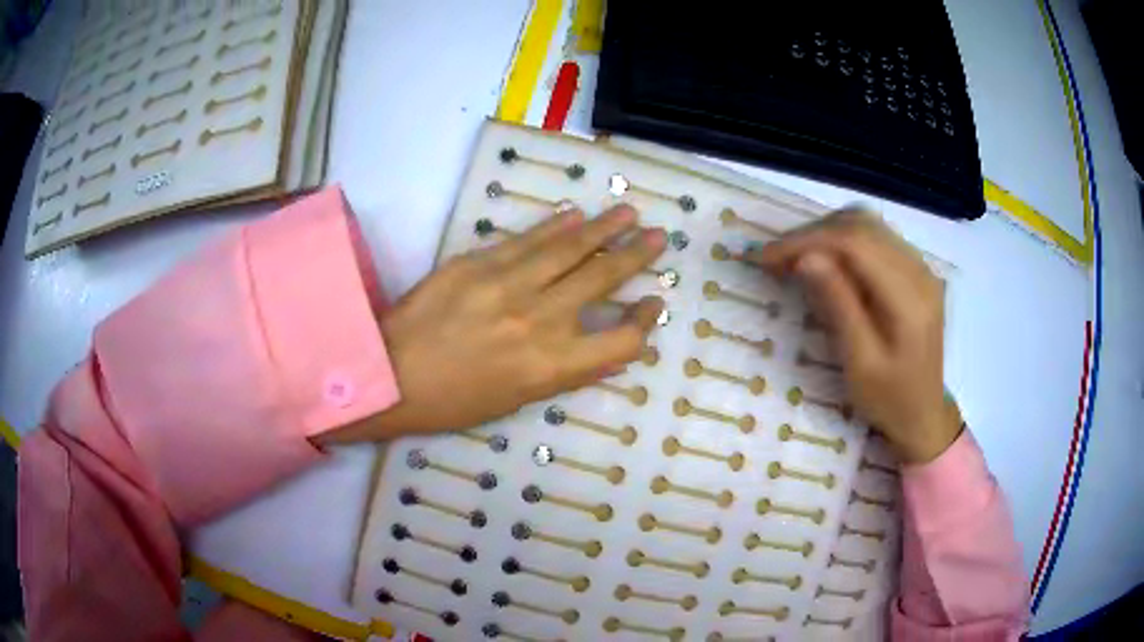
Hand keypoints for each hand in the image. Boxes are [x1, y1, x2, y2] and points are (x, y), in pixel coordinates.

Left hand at [318, 205, 665, 443]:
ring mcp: (508, 284)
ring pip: (570, 248)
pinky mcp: (478, 262)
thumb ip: (562, 370)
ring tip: (628, 212)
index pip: (622, 340)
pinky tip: (574, 216)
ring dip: (604, 228)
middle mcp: (540, 320)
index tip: (654, 303)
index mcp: (551, 366)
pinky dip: (554, 227)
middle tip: (659, 237)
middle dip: (636, 256)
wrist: (389, 375)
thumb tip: (597, 345)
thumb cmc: (452, 403)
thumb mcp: (516, 400)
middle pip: (602, 279)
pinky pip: (526, 239)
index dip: (646, 320)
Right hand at [750, 210, 961, 462]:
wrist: (924, 412)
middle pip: (861, 225)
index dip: (807, 241)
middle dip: (813, 233)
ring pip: (867, 225)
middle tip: (775, 257)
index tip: (767, 256)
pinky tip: (825, 260)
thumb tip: (805, 259)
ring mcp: (920, 267)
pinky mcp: (915, 270)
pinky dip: (843, 240)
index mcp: (910, 297)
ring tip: (794, 257)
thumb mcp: (860, 363)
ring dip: (826, 233)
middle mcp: (920, 270)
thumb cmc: (889, 399)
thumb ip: (838, 306)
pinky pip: (875, 237)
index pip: (855, 244)